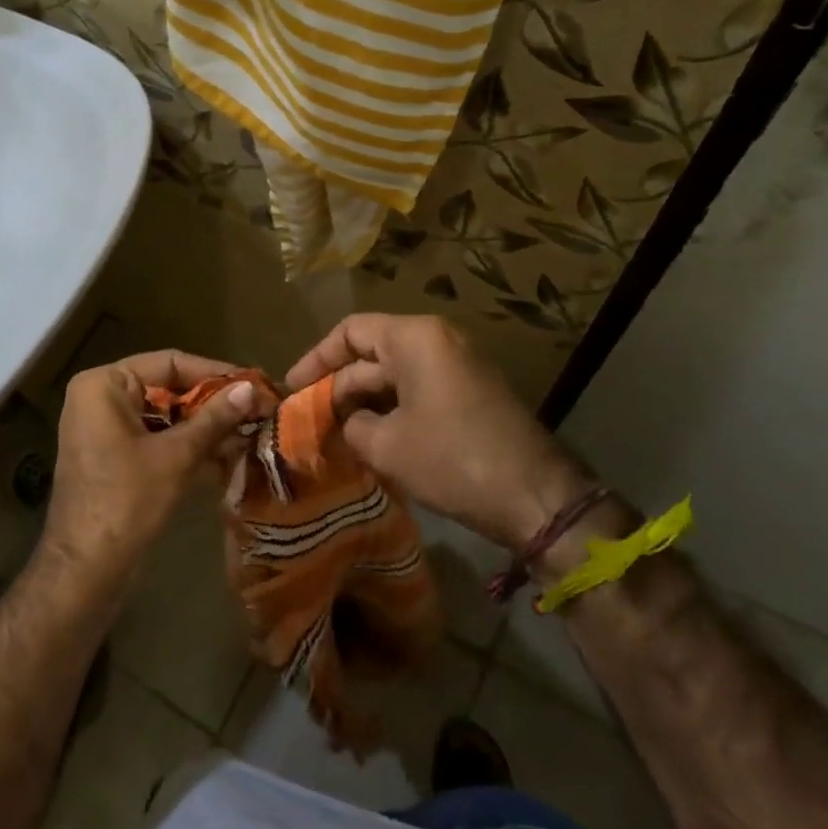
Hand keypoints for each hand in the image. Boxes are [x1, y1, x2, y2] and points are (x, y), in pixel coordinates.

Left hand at [40, 350, 269, 592]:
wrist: (86, 568)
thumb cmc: (127, 501)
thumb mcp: (176, 455)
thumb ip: (214, 418)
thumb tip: (251, 388)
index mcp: (104, 385)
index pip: (168, 363)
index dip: (213, 372)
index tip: (253, 383)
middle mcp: (99, 398)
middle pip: (166, 388)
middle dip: (210, 402)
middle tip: (255, 408)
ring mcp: (104, 429)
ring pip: (163, 415)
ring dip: (202, 426)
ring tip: (247, 431)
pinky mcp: (112, 456)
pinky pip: (154, 438)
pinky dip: (185, 445)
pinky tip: (224, 455)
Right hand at [287, 315, 604, 551]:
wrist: (535, 497)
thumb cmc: (452, 460)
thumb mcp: (385, 445)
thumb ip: (350, 424)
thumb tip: (344, 421)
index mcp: (415, 338)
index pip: (350, 331)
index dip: (316, 359)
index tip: (292, 389)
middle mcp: (438, 341)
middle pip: (372, 354)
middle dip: (338, 387)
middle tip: (309, 422)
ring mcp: (458, 367)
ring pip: (394, 376)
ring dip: (363, 403)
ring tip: (333, 435)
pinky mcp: (470, 394)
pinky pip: (418, 391)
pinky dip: (391, 411)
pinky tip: (371, 441)